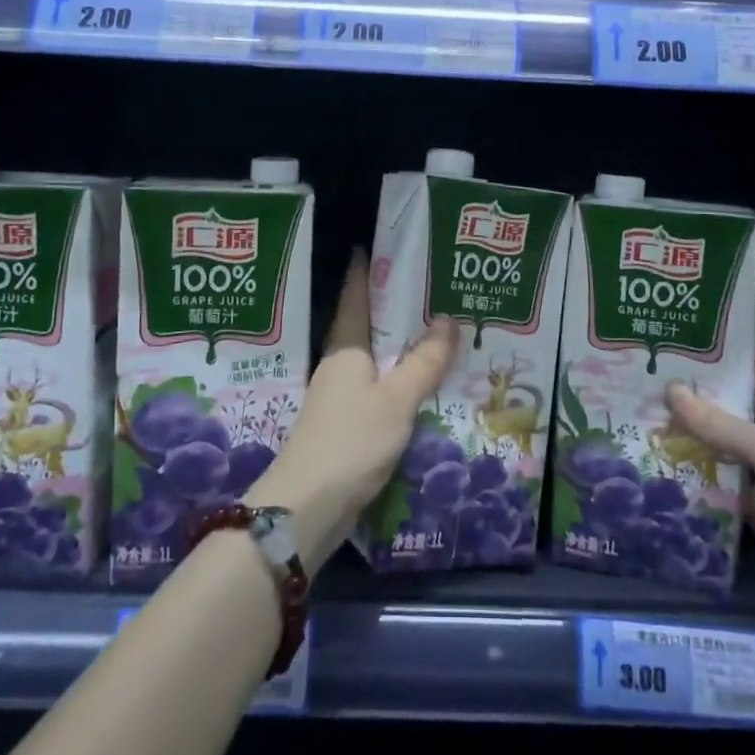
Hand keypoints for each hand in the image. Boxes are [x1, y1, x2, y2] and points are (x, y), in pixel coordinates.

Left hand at [249, 251, 457, 572]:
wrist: (307, 507)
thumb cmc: (351, 441)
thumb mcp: (396, 399)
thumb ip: (423, 362)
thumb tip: (447, 319)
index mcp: (346, 348)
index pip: (355, 297)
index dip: (364, 271)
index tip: (373, 246)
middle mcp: (340, 366)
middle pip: (367, 327)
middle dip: (393, 309)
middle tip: (430, 289)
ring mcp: (340, 397)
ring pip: (375, 361)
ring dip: (399, 348)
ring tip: (436, 333)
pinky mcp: (346, 426)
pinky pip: (378, 391)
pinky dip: (399, 382)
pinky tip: (421, 386)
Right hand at [665, 354, 754, 619]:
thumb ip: (719, 423)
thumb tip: (670, 391)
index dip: (730, 360)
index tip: (688, 346)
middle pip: (739, 413)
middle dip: (701, 400)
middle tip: (655, 381)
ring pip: (727, 448)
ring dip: (695, 438)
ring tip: (650, 416)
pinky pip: (723, 484)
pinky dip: (699, 476)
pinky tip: (664, 461)